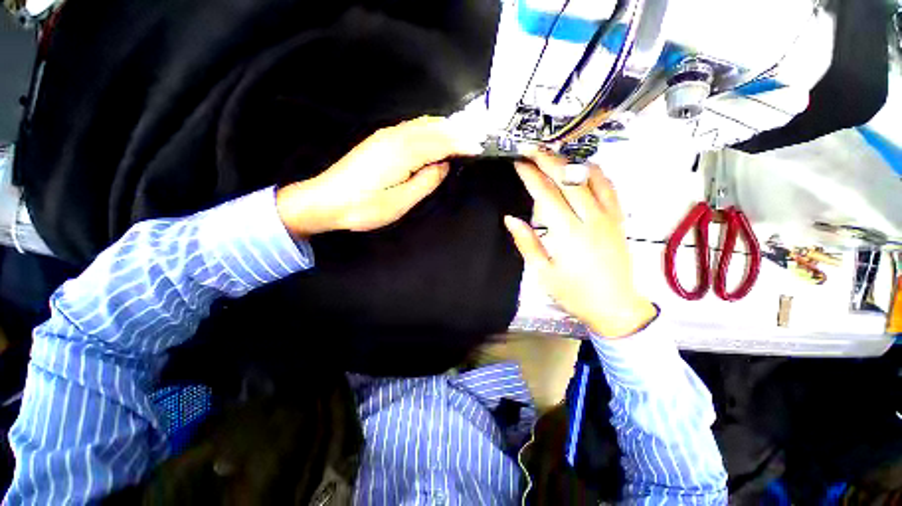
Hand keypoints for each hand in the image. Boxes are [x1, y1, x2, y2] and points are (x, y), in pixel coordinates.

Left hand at [276, 116, 479, 236]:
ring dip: (445, 128)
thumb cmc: (364, 207)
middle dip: (458, 131)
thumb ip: (425, 182)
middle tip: (478, 139)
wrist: (325, 200)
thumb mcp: (400, 202)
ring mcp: (386, 136)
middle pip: (434, 128)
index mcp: (403, 152)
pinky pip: (412, 128)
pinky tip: (436, 136)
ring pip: (423, 124)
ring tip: (463, 136)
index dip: (462, 144)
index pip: (441, 142)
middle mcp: (396, 136)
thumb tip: (442, 165)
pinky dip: (430, 129)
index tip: (481, 147)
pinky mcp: (380, 140)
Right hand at [504, 149, 655, 337]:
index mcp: (568, 233)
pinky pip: (609, 188)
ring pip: (590, 178)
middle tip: (531, 150)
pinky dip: (595, 173)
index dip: (530, 176)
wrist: (615, 306)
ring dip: (570, 162)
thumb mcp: (543, 272)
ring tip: (553, 154)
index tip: (519, 164)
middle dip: (547, 161)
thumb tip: (511, 219)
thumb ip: (527, 243)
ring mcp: (609, 217)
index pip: (546, 195)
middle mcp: (591, 219)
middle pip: (568, 180)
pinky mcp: (619, 219)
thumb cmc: (575, 293)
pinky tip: (585, 167)